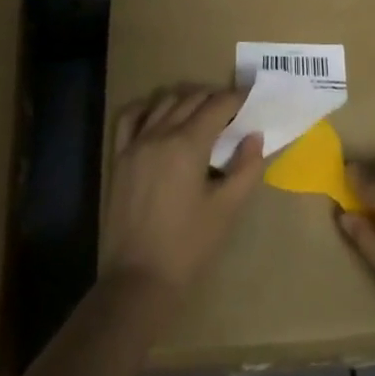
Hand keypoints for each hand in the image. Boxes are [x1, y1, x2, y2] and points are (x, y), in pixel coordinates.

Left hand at [101, 87, 265, 302]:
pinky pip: (131, 118)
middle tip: (233, 110)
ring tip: (202, 112)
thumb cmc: (189, 245)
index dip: (237, 98)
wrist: (139, 278)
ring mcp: (135, 144)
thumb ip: (246, 168)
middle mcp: (160, 134)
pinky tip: (160, 116)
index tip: (251, 97)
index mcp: (188, 144)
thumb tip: (255, 136)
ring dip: (186, 99)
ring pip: (163, 103)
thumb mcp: (227, 209)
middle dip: (214, 97)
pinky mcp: (119, 158)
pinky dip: (149, 109)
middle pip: (191, 99)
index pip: (217, 106)